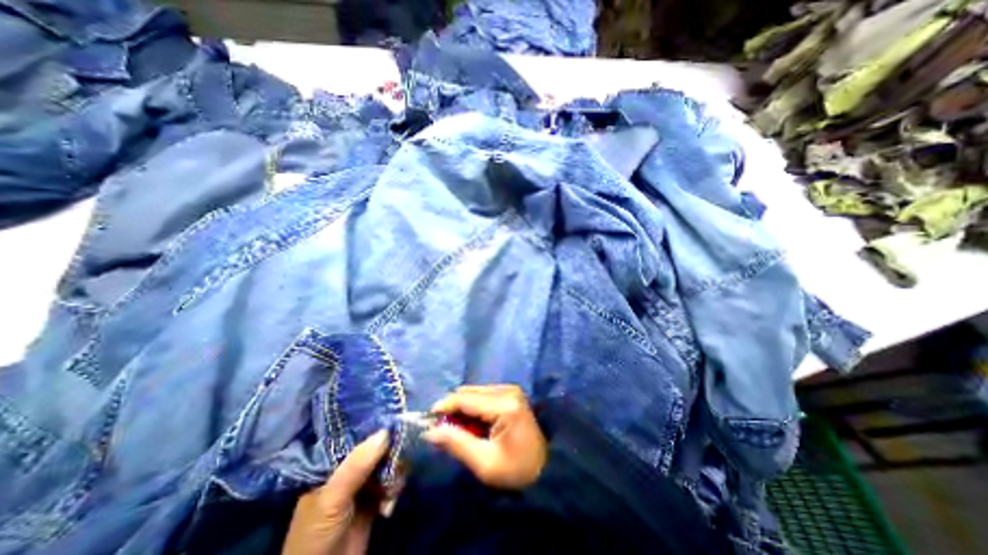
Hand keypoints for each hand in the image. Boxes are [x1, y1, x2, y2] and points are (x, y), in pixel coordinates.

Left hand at [280, 429, 391, 553]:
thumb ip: (357, 465)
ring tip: (392, 489)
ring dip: (396, 472)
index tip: (398, 418)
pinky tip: (390, 501)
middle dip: (392, 451)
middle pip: (377, 446)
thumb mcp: (332, 498)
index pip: (357, 435)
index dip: (377, 425)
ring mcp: (364, 482)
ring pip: (389, 461)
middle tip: (402, 456)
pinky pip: (393, 480)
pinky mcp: (377, 497)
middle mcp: (349, 467)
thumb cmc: (317, 534)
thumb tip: (386, 431)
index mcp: (331, 462)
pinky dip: (396, 486)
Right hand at [423, 383, 547, 487]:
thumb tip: (430, 431)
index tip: (427, 419)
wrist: (545, 470)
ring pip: (475, 392)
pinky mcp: (511, 394)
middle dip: (453, 408)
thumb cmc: (515, 471)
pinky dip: (473, 407)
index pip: (466, 399)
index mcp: (504, 405)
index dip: (444, 406)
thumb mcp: (484, 463)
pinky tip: (473, 424)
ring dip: (463, 408)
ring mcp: (511, 390)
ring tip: (459, 430)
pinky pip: (484, 395)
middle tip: (442, 428)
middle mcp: (508, 390)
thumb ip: (456, 443)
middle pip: (470, 392)